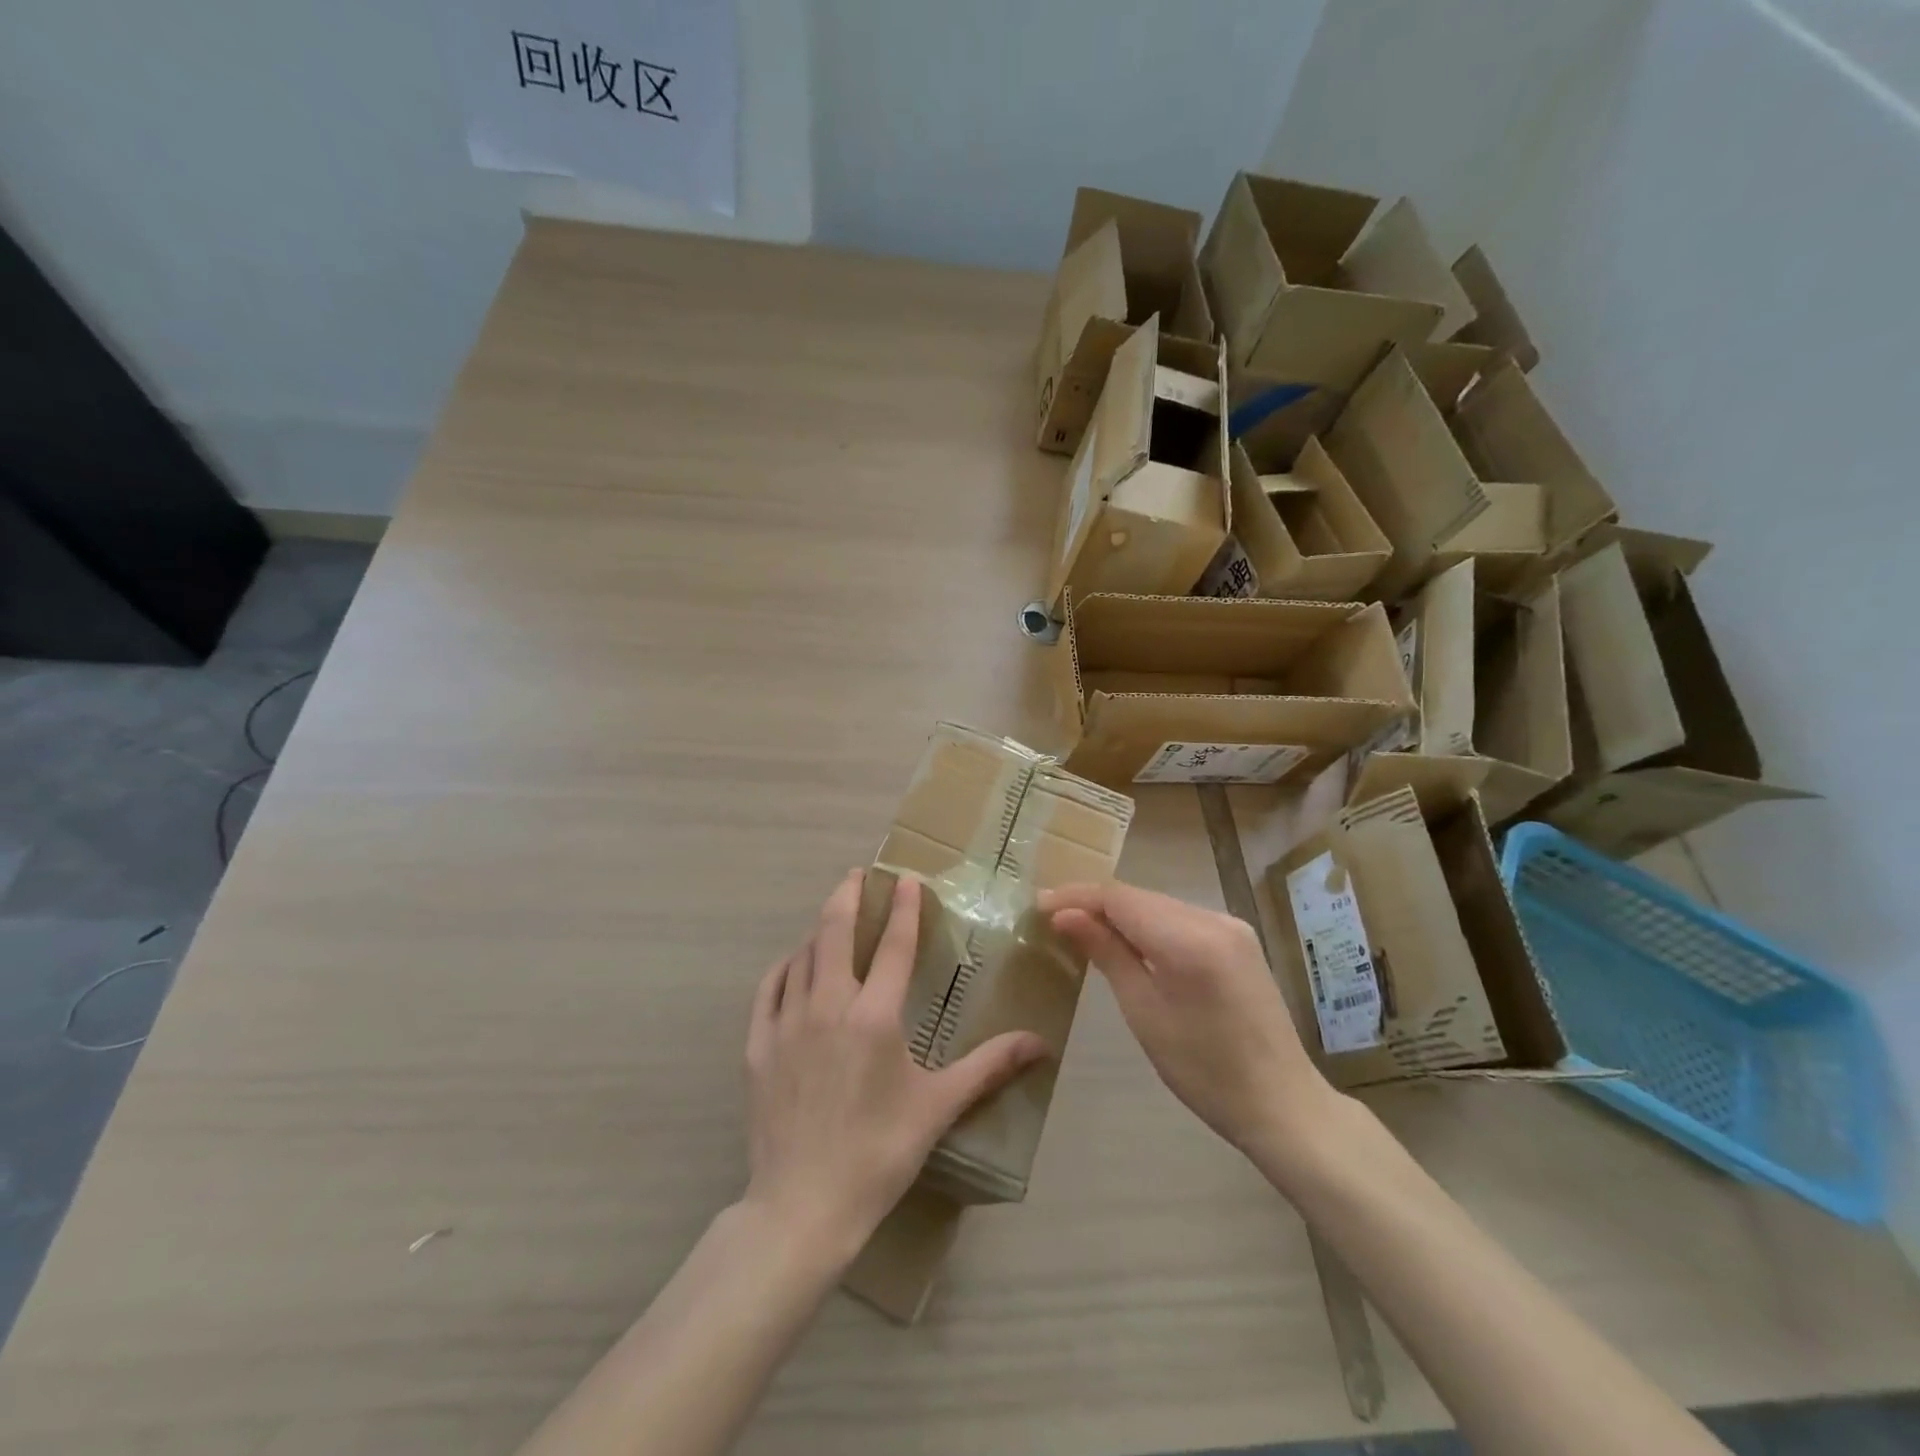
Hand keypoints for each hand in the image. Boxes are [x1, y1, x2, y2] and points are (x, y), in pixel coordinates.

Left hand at [743, 869, 1047, 1261]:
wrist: (803, 1206)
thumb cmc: (879, 1152)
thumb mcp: (938, 1107)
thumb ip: (989, 1067)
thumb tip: (1040, 1044)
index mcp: (874, 1016)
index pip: (892, 946)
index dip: (902, 908)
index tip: (905, 879)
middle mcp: (828, 1005)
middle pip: (834, 931)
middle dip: (847, 895)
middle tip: (857, 874)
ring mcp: (787, 1023)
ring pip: (802, 956)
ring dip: (819, 930)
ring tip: (832, 918)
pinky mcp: (758, 1045)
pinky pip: (769, 988)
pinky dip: (785, 967)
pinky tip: (793, 964)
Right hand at [1041, 881, 1333, 1160]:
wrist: (1281, 1103)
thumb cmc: (1204, 1071)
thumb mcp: (1144, 1013)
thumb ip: (1106, 954)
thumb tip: (1065, 915)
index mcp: (1189, 940)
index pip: (1119, 898)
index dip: (1076, 896)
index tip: (1039, 904)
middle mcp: (1213, 919)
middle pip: (1140, 897)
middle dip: (1094, 902)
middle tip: (1052, 916)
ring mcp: (1230, 926)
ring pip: (1159, 905)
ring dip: (1120, 913)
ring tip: (1080, 927)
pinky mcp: (1238, 939)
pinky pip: (1180, 919)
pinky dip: (1148, 924)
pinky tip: (1127, 939)